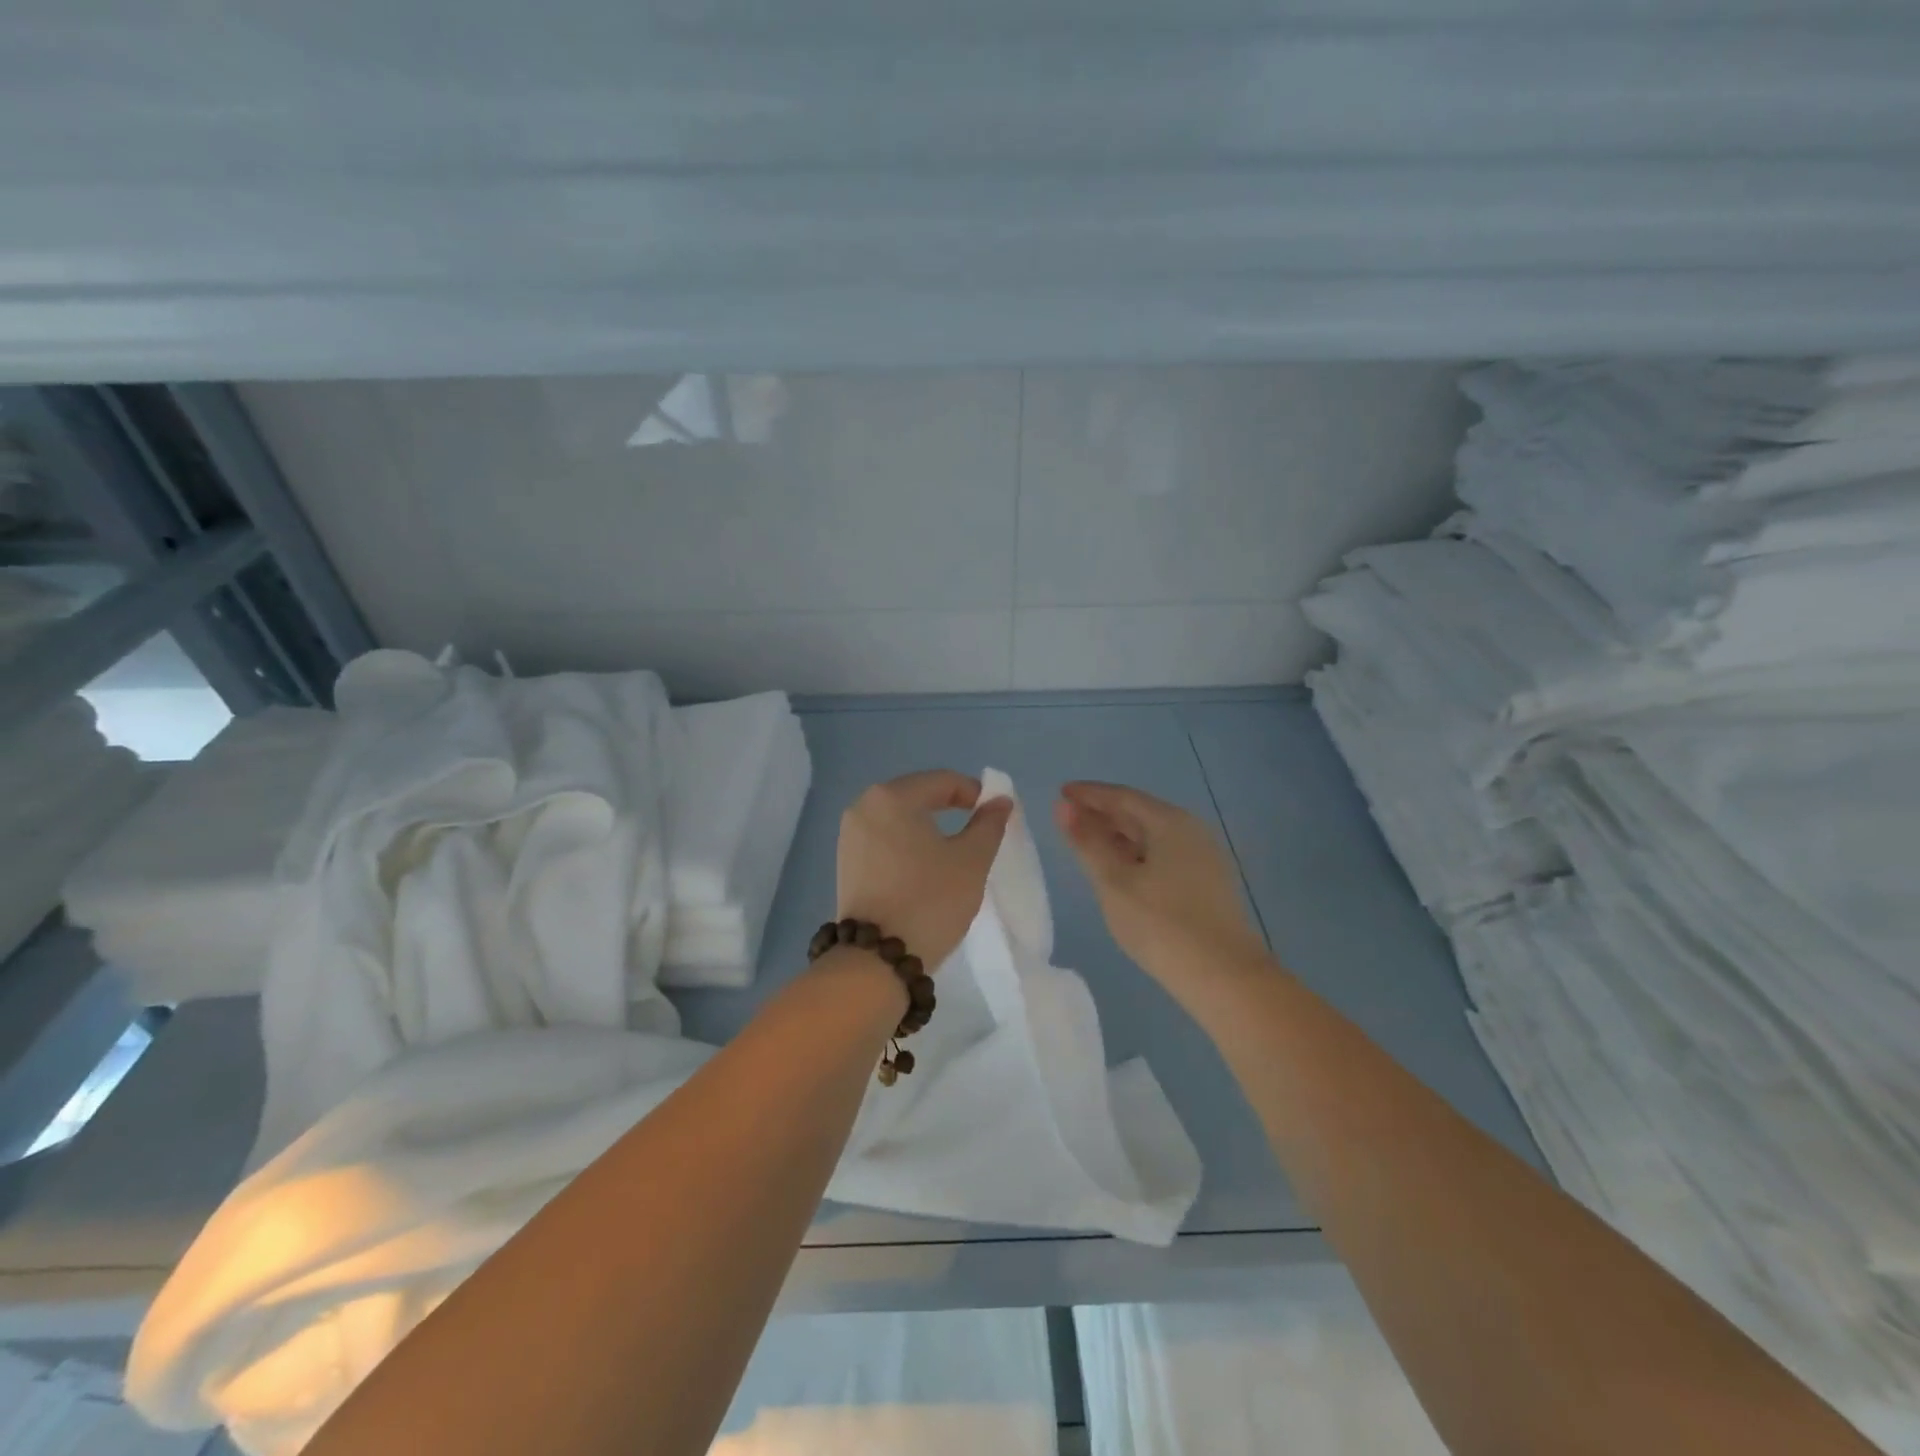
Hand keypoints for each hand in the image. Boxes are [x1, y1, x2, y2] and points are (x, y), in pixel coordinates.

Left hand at [836, 770, 1014, 971]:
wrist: (877, 959)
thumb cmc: (930, 900)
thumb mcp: (971, 860)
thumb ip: (989, 824)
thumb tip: (1000, 800)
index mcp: (891, 797)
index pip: (943, 781)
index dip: (975, 793)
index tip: (996, 815)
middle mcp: (863, 806)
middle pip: (917, 795)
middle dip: (950, 808)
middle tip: (978, 830)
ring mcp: (849, 835)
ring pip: (899, 819)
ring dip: (928, 827)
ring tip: (953, 850)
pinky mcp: (845, 862)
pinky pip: (884, 839)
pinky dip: (908, 844)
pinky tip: (924, 867)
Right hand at [1055, 781, 1266, 987]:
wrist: (1224, 977)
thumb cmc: (1161, 924)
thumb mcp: (1114, 882)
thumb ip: (1088, 842)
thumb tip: (1064, 807)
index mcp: (1170, 822)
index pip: (1122, 797)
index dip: (1089, 794)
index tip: (1061, 793)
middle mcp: (1191, 830)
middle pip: (1140, 813)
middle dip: (1103, 813)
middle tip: (1068, 818)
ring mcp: (1204, 857)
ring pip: (1152, 835)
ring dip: (1119, 835)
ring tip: (1088, 843)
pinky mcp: (1207, 883)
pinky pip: (1163, 854)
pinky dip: (1136, 854)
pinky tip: (1121, 870)